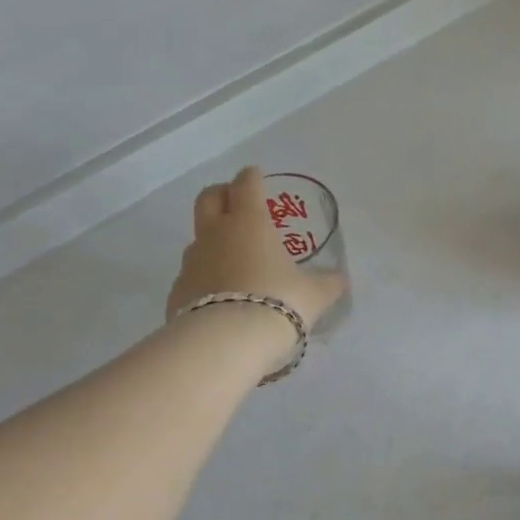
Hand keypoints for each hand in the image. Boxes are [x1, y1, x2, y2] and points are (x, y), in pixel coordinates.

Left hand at [166, 166, 347, 334]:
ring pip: (198, 238)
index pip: (246, 184)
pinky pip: (192, 276)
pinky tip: (219, 296)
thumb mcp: (315, 294)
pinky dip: (204, 278)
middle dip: (222, 194)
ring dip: (212, 240)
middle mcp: (216, 234)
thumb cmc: (278, 303)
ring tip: (232, 259)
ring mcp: (192, 262)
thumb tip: (341, 280)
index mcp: (250, 223)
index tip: (257, 177)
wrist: (226, 343)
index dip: (253, 177)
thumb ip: (329, 283)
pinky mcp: (178, 291)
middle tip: (236, 202)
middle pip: (208, 198)